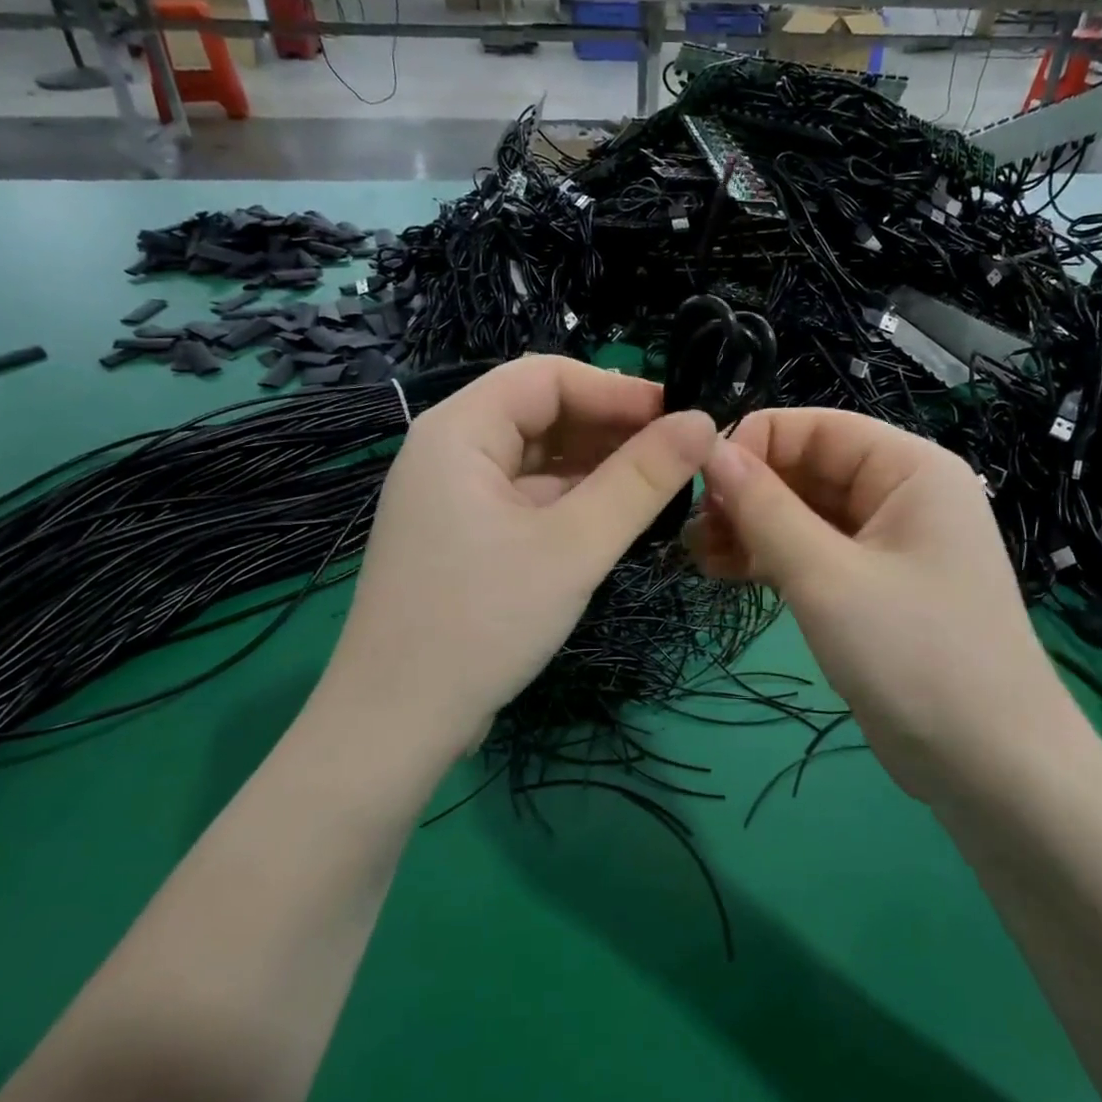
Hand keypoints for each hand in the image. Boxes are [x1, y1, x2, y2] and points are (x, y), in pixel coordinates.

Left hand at [331, 357, 716, 760]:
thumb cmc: (483, 621)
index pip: (547, 377)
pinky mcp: (463, 537)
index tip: (680, 416)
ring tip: (659, 486)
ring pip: (537, 459)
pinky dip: (572, 501)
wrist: (397, 724)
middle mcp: (449, 451)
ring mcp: (453, 497)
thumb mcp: (574, 545)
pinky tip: (615, 519)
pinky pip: (527, 498)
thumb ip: (642, 480)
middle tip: (678, 456)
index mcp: (459, 430)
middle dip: (610, 429)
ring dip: (596, 466)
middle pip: (541, 413)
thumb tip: (704, 422)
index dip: (617, 389)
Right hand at [686, 408, 1068, 802]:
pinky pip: (813, 555)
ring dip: (750, 528)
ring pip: (804, 515)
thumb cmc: (915, 655)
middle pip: (808, 469)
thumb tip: (710, 450)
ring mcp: (887, 545)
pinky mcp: (872, 589)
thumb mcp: (828, 577)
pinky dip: (770, 560)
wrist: (990, 768)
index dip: (753, 444)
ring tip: (696, 555)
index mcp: (909, 469)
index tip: (694, 482)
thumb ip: (765, 509)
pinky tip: (724, 573)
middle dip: (746, 493)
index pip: (816, 427)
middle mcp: (901, 495)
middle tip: (689, 530)